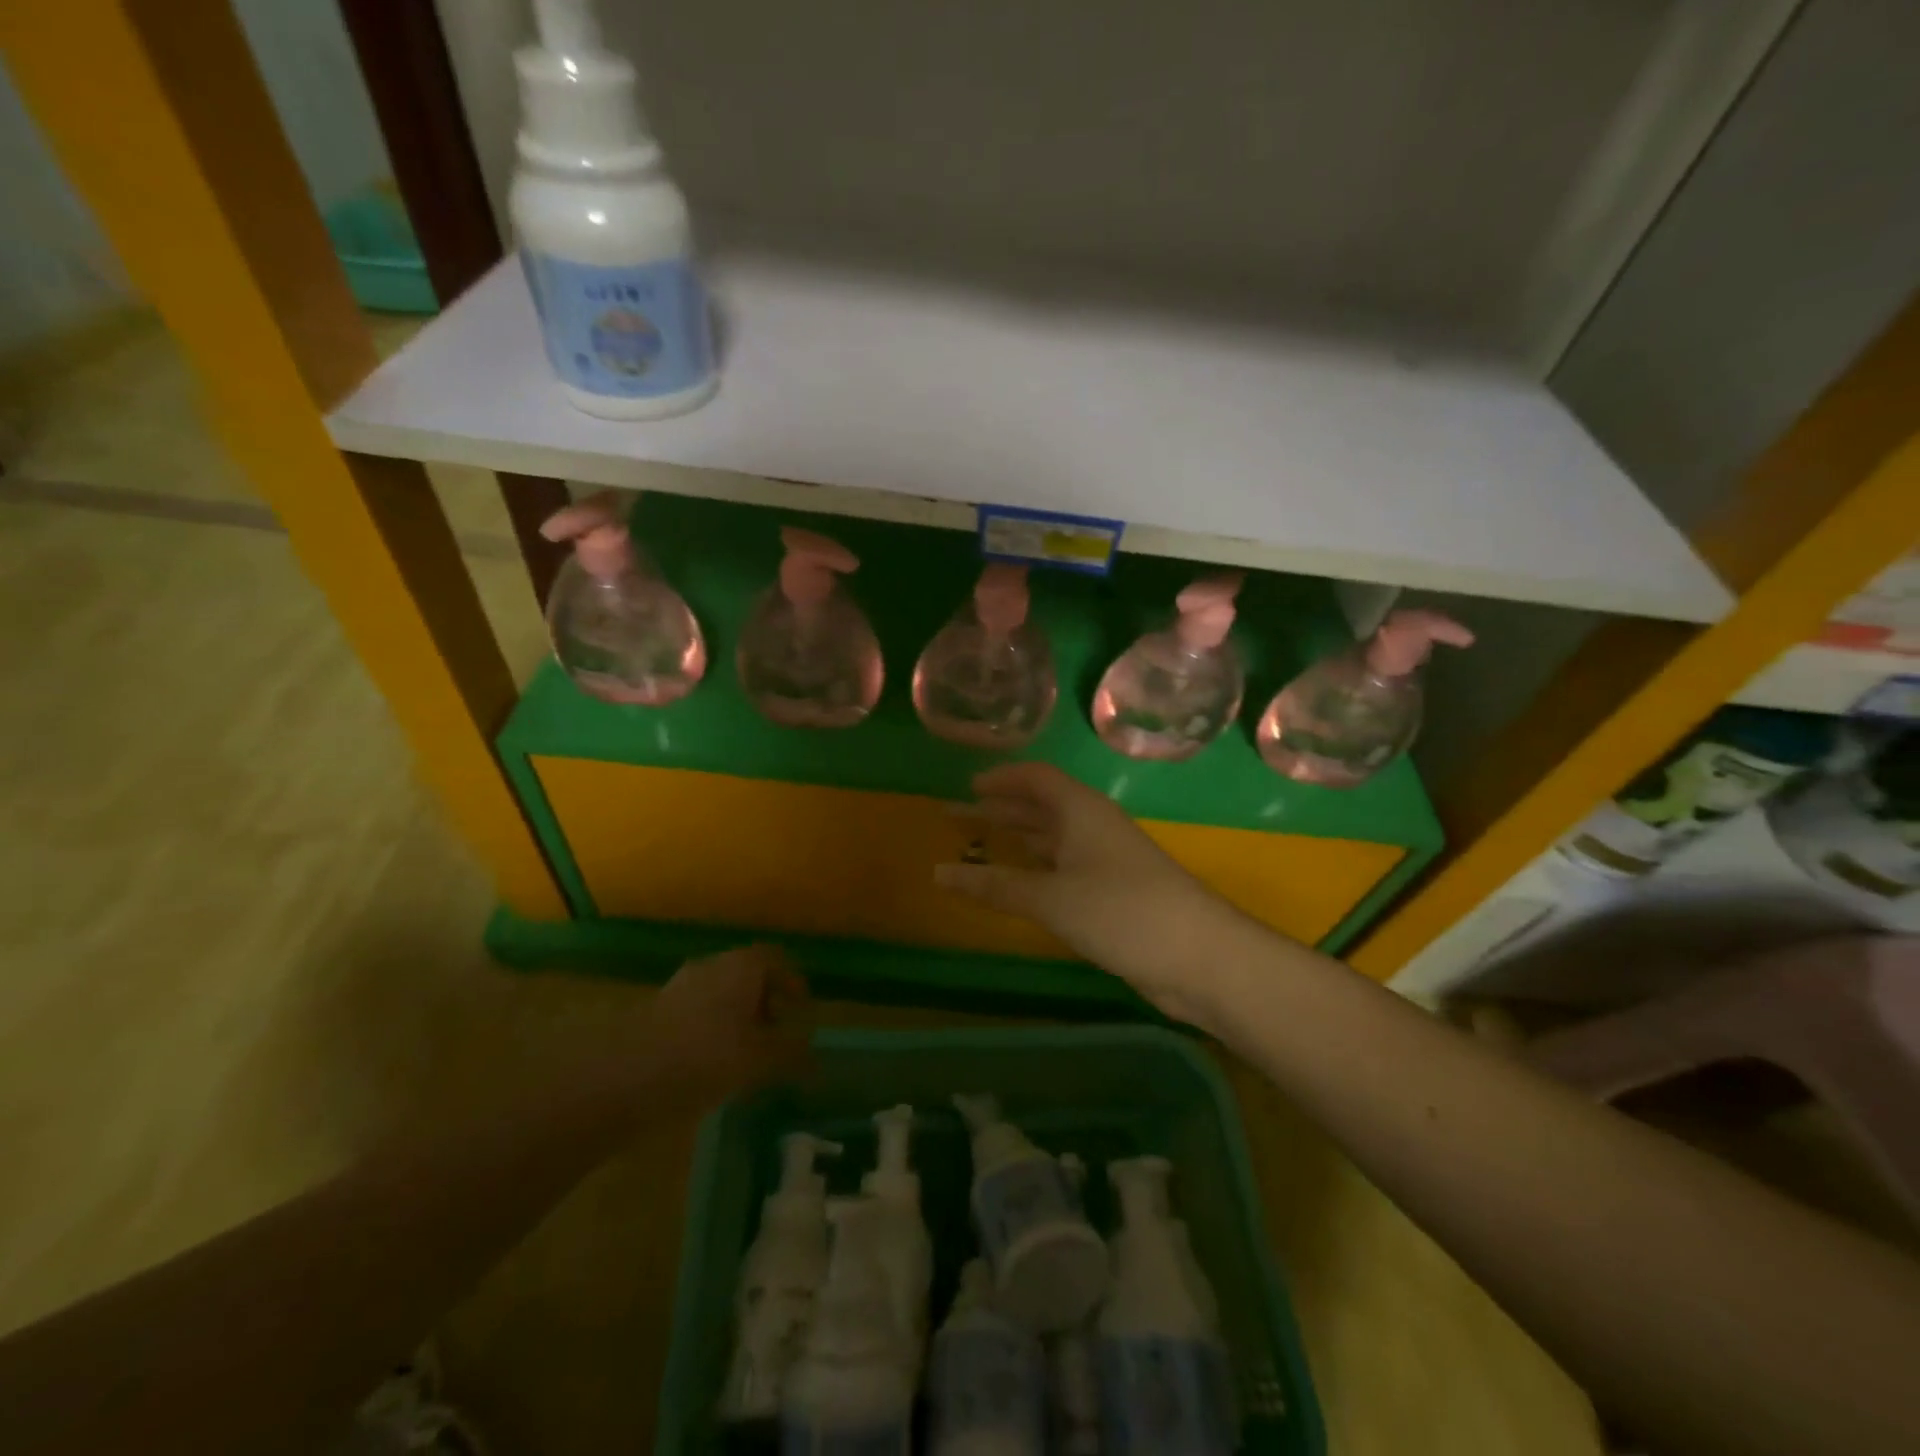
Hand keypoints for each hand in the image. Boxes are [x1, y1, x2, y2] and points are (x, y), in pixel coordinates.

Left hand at [637, 944, 812, 1109]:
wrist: (626, 1075)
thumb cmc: (707, 1055)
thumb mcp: (760, 1060)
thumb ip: (790, 1056)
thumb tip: (815, 1059)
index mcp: (742, 965)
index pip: (776, 959)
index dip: (793, 982)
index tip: (802, 1011)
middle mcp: (712, 965)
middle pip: (748, 975)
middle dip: (765, 1002)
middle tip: (777, 1035)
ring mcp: (680, 986)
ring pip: (720, 995)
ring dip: (737, 1019)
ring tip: (746, 1056)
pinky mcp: (656, 1012)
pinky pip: (697, 1014)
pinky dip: (711, 1032)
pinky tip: (712, 1066)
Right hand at [935, 763, 1256, 1025]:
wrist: (1200, 957)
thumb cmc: (1122, 911)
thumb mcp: (1052, 897)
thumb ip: (995, 886)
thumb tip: (938, 873)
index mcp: (1082, 811)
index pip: (1037, 778)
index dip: (1003, 779)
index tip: (968, 786)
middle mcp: (1095, 827)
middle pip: (1044, 807)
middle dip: (1003, 809)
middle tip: (960, 815)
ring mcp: (1109, 861)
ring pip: (1056, 839)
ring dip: (1020, 839)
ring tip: (982, 843)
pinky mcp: (1117, 894)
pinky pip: (1067, 869)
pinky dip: (1038, 870)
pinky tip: (1022, 884)